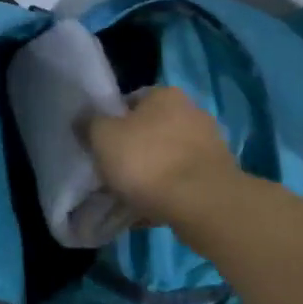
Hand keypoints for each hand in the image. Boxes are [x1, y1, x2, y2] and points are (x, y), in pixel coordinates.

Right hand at [85, 87, 242, 226]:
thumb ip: (89, 124)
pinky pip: (182, 181)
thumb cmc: (147, 161)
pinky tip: (153, 209)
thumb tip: (84, 119)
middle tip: (114, 172)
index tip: (102, 146)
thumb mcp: (103, 138)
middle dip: (134, 149)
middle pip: (151, 129)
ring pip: (168, 157)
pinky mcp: (218, 175)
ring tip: (131, 197)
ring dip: (152, 173)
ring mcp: (210, 144)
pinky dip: (168, 192)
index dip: (112, 122)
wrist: (201, 203)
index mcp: (166, 94)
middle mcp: (192, 111)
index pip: (131, 101)